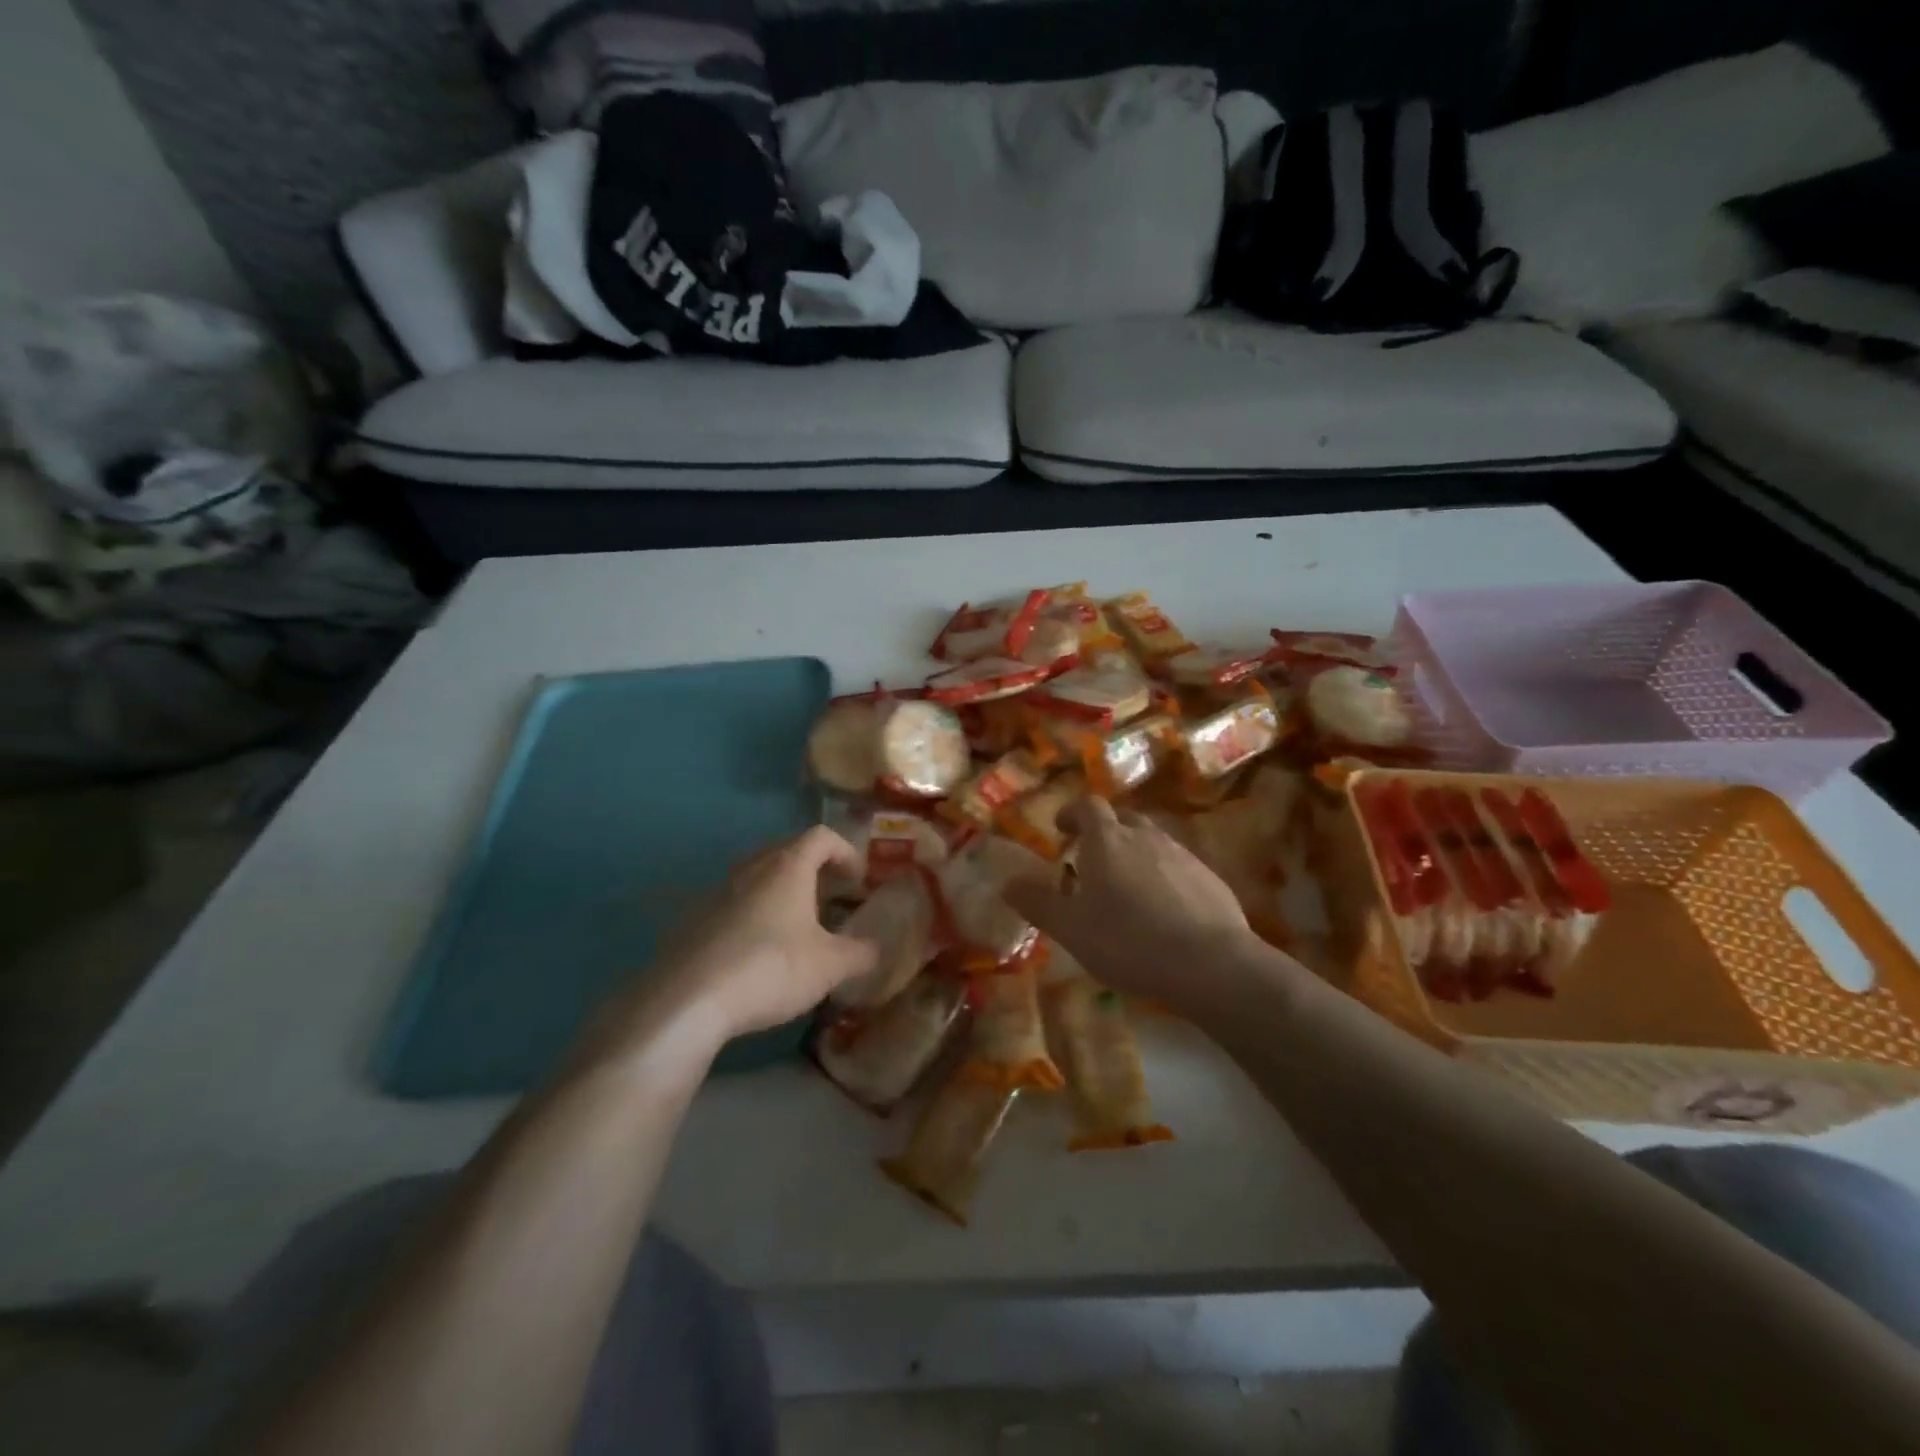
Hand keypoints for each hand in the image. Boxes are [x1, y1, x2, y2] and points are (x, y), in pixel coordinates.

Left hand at [613, 827, 879, 1053]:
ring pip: (755, 878)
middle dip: (813, 869)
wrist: (688, 1001)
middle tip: (830, 897)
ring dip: (779, 892)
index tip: (858, 879)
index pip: (821, 836)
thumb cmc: (771, 969)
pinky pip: (731, 906)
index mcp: (787, 868)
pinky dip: (752, 916)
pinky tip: (756, 953)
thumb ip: (861, 953)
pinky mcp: (692, 922)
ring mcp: (716, 893)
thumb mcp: (830, 966)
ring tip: (795, 926)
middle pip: (786, 851)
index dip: (845, 851)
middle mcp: (750, 870)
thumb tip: (877, 948)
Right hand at [1004, 798, 1258, 1009]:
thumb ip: (1038, 903)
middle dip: (1105, 833)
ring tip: (1126, 889)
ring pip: (1152, 842)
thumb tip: (1007, 883)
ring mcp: (1182, 855)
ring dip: (1135, 854)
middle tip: (1091, 860)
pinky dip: (1164, 877)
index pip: (1088, 806)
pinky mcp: (1210, 878)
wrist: (1210, 964)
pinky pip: (1178, 866)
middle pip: (1123, 819)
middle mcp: (1146, 836)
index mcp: (1107, 840)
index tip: (1061, 829)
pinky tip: (1163, 911)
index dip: (1072, 813)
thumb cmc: (1128, 941)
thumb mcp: (1071, 928)